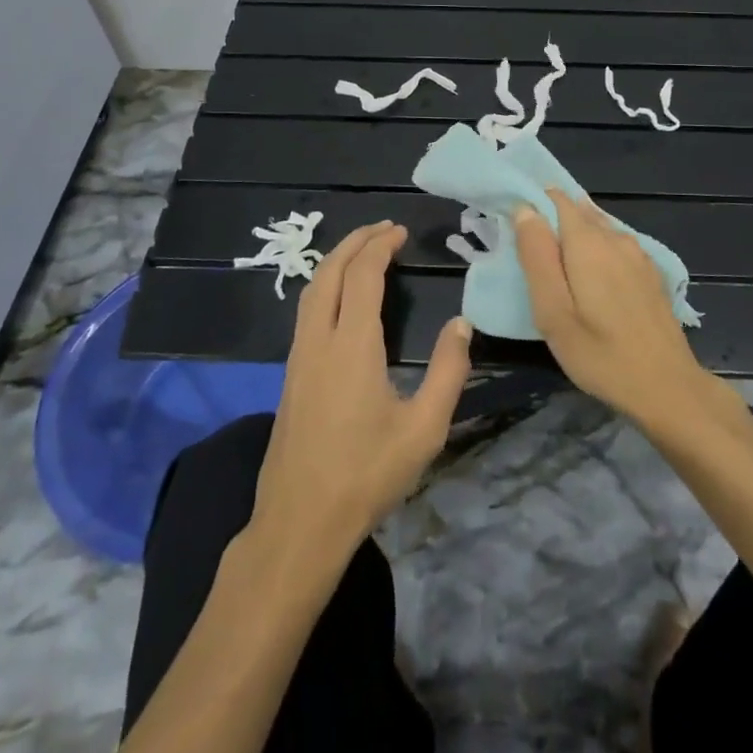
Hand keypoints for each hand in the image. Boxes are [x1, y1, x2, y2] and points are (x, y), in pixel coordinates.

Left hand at [249, 221, 471, 560]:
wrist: (299, 523)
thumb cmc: (367, 475)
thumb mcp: (424, 429)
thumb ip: (448, 371)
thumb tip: (462, 324)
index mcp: (352, 345)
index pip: (363, 275)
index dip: (381, 246)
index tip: (401, 232)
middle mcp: (319, 340)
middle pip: (330, 271)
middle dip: (355, 242)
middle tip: (384, 229)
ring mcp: (298, 357)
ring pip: (312, 290)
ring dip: (337, 261)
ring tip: (363, 251)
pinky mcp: (290, 375)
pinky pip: (306, 310)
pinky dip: (326, 285)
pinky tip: (342, 298)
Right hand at [514, 190, 721, 431]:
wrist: (668, 387)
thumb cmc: (600, 354)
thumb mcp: (553, 311)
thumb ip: (537, 256)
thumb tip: (525, 210)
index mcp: (588, 241)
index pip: (556, 199)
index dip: (534, 204)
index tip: (514, 227)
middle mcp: (616, 237)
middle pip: (579, 211)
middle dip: (553, 221)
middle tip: (532, 254)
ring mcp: (638, 254)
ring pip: (599, 228)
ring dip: (576, 236)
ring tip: (558, 267)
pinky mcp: (651, 272)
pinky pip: (616, 246)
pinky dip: (599, 251)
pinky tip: (593, 278)